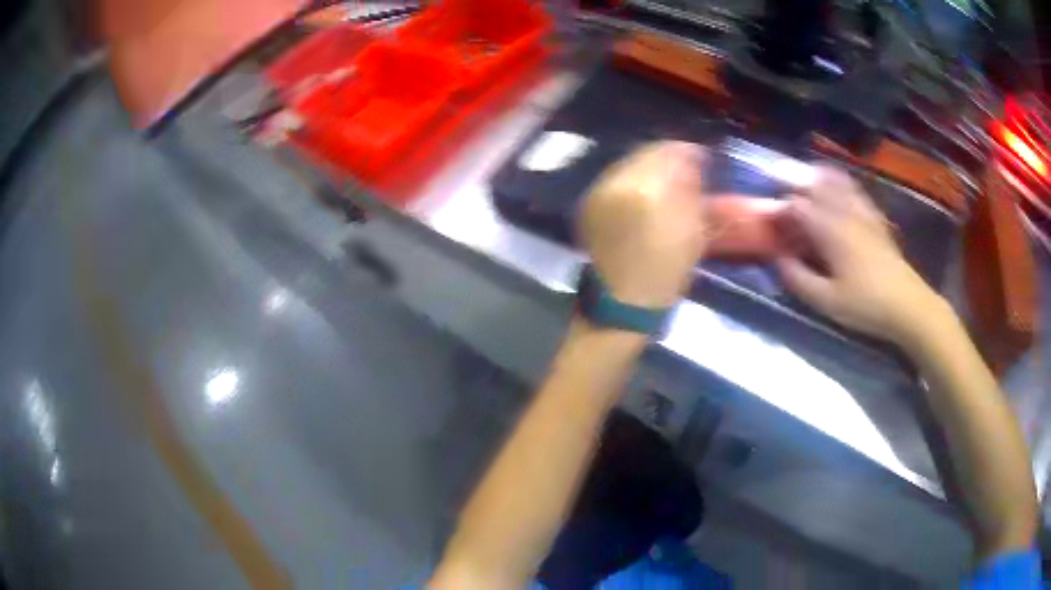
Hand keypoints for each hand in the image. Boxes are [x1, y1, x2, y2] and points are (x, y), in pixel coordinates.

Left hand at [579, 141, 707, 308]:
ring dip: (649, 166)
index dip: (687, 151)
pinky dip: (633, 179)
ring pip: (628, 163)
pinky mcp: (589, 203)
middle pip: (645, 154)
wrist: (621, 303)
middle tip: (686, 165)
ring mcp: (597, 192)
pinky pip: (615, 178)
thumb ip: (692, 189)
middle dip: (667, 156)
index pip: (668, 152)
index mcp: (645, 191)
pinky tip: (645, 190)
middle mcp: (615, 183)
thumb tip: (693, 159)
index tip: (702, 156)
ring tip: (667, 177)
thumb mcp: (692, 232)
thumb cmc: (664, 273)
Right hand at [777, 166, 946, 345]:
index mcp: (831, 230)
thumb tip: (778, 258)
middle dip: (793, 182)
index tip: (768, 222)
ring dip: (815, 176)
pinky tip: (834, 183)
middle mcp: (845, 212)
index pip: (797, 207)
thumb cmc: (866, 305)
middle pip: (814, 185)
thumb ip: (799, 278)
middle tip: (777, 185)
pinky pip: (853, 189)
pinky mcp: (875, 218)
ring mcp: (862, 212)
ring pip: (835, 181)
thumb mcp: (827, 301)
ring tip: (801, 175)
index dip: (779, 210)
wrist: (908, 305)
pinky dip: (839, 181)